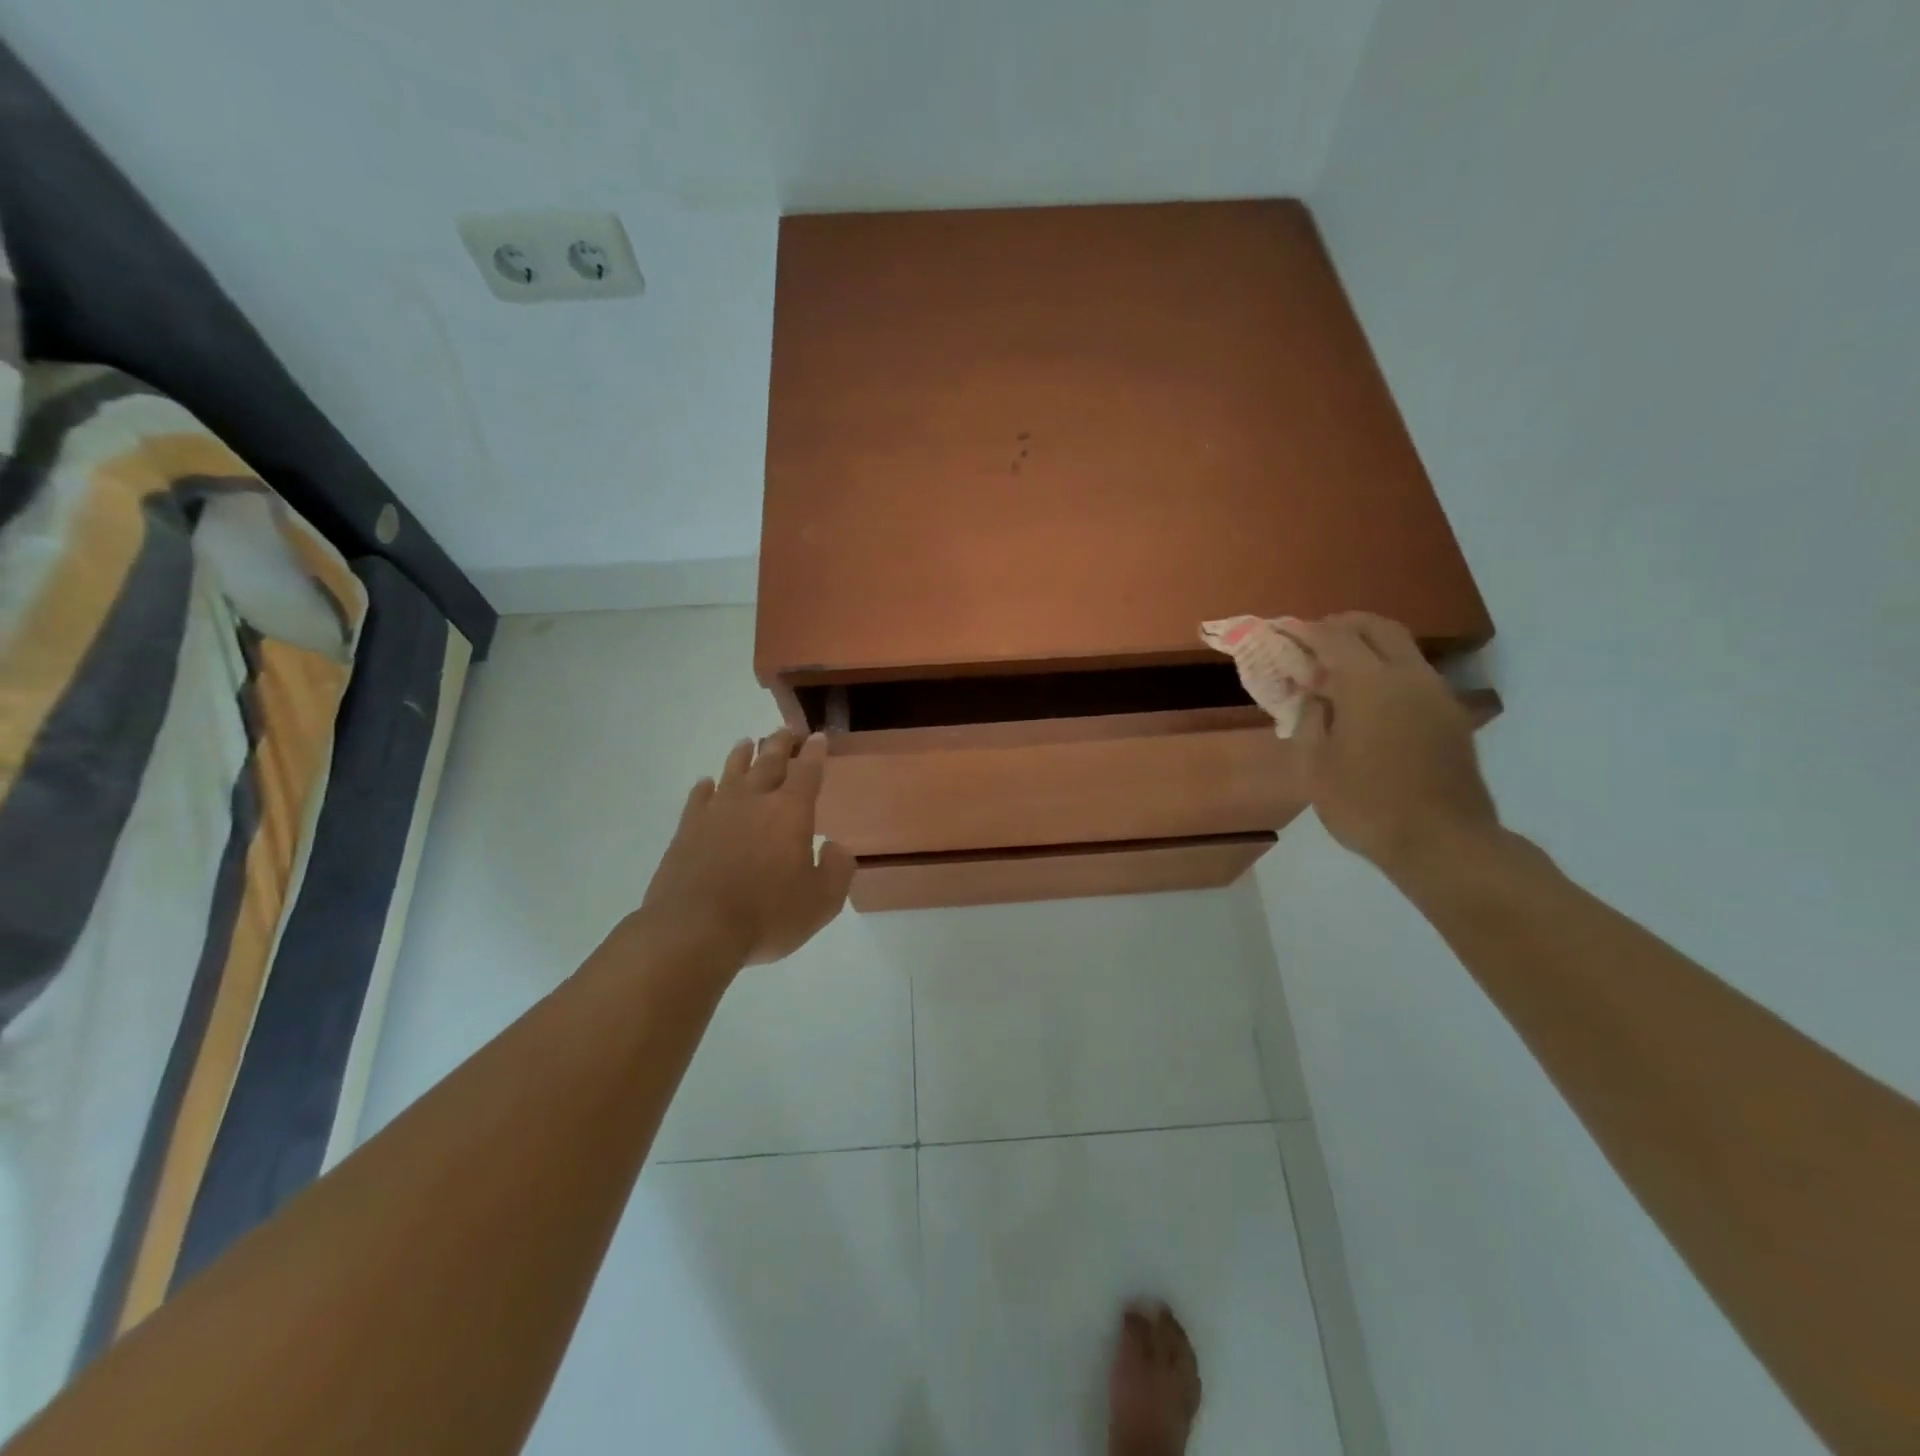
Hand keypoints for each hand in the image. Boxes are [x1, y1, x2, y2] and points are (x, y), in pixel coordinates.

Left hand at [637, 729, 854, 966]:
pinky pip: (698, 798)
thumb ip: (837, 871)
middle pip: (769, 762)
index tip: (818, 737)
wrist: (694, 930)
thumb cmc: (766, 915)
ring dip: (743, 756)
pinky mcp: (687, 830)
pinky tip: (707, 783)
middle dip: (781, 744)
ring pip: (732, 772)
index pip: (807, 772)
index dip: (815, 753)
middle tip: (786, 731)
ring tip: (748, 743)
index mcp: (790, 812)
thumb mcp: (821, 902)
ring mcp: (716, 812)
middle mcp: (753, 801)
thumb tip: (837, 847)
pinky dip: (706, 787)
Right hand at [1287, 613, 1499, 879]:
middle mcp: (1408, 676)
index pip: (1333, 637)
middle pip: (1377, 627)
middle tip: (1314, 640)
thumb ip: (1311, 720)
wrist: (1443, 842)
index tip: (1282, 632)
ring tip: (1338, 672)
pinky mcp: (1451, 715)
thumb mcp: (1316, 766)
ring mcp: (1436, 694)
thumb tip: (1315, 695)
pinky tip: (1369, 701)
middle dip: (1343, 625)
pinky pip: (1414, 674)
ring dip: (1368, 647)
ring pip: (1401, 648)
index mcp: (1369, 684)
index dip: (1304, 631)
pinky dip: (1387, 670)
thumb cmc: (1366, 805)